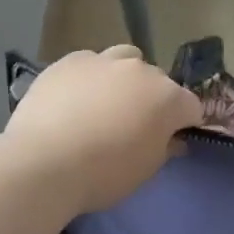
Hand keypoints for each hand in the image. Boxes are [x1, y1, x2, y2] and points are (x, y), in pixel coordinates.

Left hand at [3, 45, 203, 214]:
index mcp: (168, 98)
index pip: (191, 107)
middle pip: (158, 81)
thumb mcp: (145, 171)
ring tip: (105, 103)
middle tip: (133, 126)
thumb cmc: (103, 174)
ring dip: (124, 78)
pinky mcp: (70, 60)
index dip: (183, 124)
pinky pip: (90, 63)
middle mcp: (141, 71)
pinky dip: (90, 77)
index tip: (170, 140)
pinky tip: (74, 99)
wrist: (43, 163)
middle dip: (152, 100)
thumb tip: (172, 139)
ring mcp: (104, 60)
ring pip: (125, 60)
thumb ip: (164, 148)